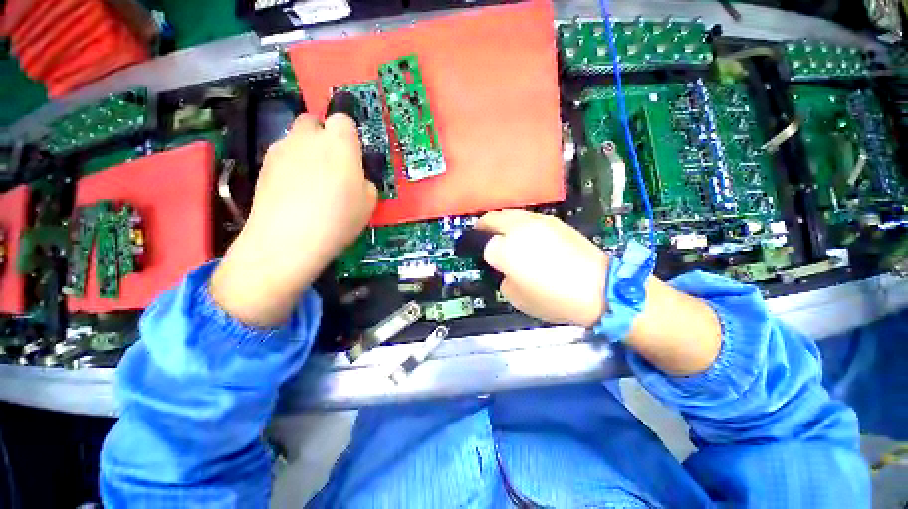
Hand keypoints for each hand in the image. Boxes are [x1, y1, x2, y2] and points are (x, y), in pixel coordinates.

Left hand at [211, 114, 376, 326]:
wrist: (288, 239)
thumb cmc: (339, 218)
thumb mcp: (369, 203)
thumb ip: (364, 181)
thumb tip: (355, 178)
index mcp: (340, 144)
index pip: (343, 120)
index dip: (349, 136)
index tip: (352, 156)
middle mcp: (308, 138)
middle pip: (313, 122)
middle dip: (322, 136)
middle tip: (332, 165)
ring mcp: (281, 149)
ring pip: (295, 139)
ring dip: (305, 152)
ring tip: (311, 183)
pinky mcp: (262, 165)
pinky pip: (281, 157)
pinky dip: (289, 167)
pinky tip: (293, 192)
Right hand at [477, 210, 608, 326]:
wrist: (599, 287)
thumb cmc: (554, 298)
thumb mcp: (517, 298)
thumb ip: (503, 279)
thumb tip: (505, 268)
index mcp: (505, 250)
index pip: (483, 245)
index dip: (482, 253)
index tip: (483, 258)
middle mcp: (517, 228)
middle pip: (490, 218)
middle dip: (483, 227)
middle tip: (482, 237)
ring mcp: (537, 220)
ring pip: (508, 213)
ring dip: (500, 222)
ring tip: (504, 235)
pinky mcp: (554, 220)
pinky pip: (527, 216)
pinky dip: (519, 223)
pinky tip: (526, 236)